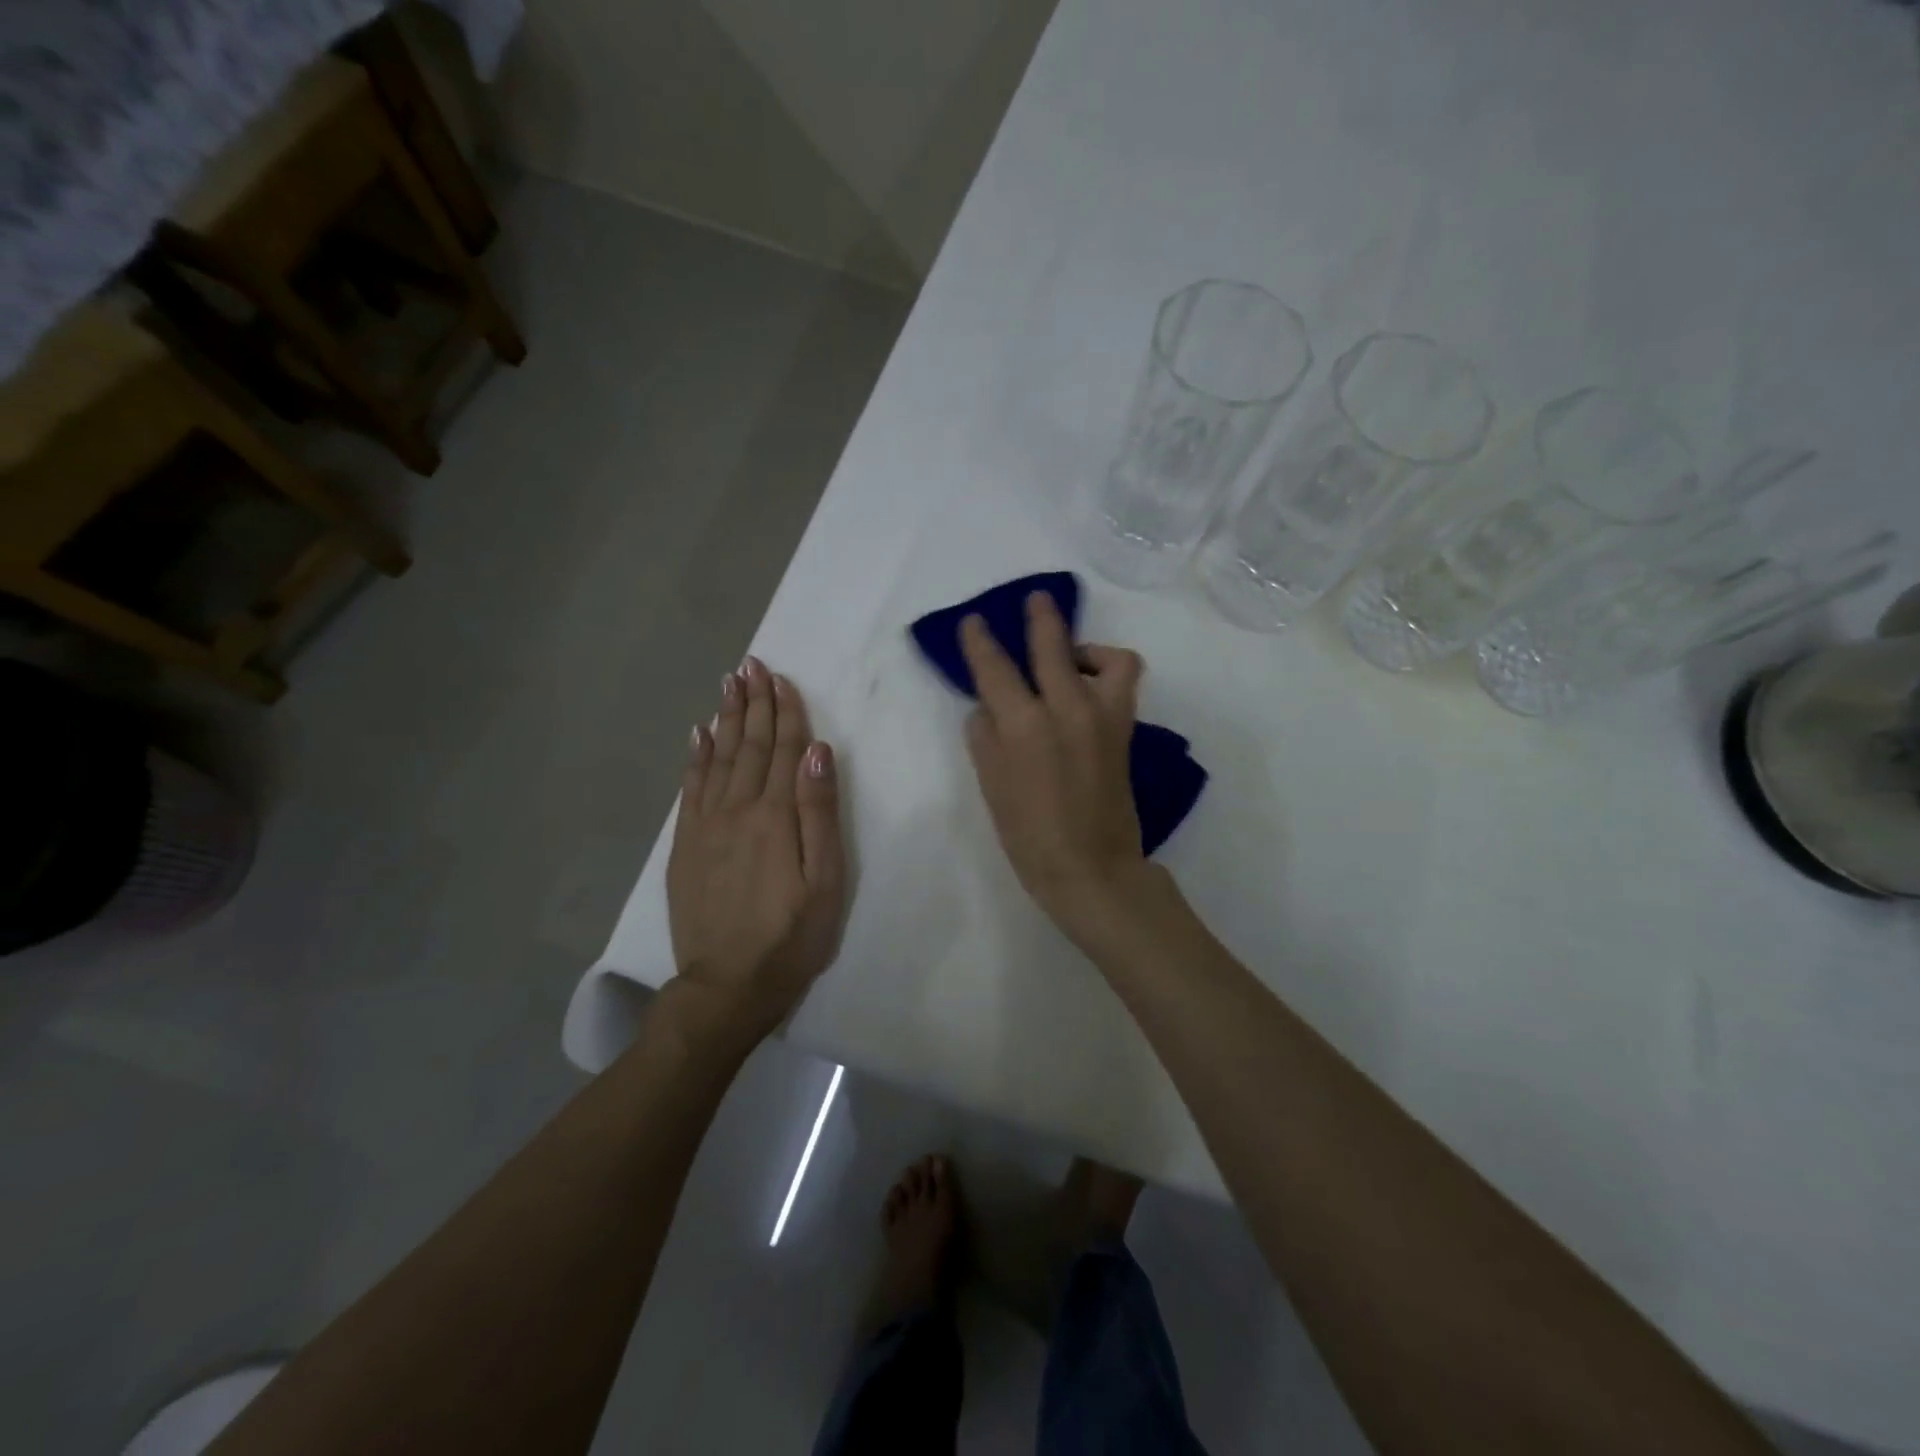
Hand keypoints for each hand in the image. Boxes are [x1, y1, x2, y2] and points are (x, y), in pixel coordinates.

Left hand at [668, 658, 845, 1038]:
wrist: (727, 986)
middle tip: (750, 665)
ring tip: (728, 685)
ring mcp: (706, 826)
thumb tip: (816, 751)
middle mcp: (737, 809)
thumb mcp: (825, 880)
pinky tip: (699, 735)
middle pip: (748, 745)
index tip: (780, 677)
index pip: (783, 750)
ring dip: (726, 719)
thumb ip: (820, 812)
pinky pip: (690, 788)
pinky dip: (696, 757)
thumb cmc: (791, 936)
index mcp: (775, 815)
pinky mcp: (686, 846)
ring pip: (718, 759)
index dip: (784, 711)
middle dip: (752, 703)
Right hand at [960, 592, 1148, 935]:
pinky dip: (1108, 673)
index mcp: (1024, 724)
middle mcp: (1066, 708)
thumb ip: (984, 737)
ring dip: (1085, 646)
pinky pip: (1123, 683)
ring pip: (1106, 657)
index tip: (974, 622)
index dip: (980, 641)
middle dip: (1040, 617)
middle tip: (1034, 600)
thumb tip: (987, 707)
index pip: (995, 668)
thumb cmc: (1029, 835)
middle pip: (1052, 645)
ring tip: (1071, 656)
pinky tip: (1089, 688)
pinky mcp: (1125, 730)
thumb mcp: (992, 786)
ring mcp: (1103, 717)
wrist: (1091, 868)